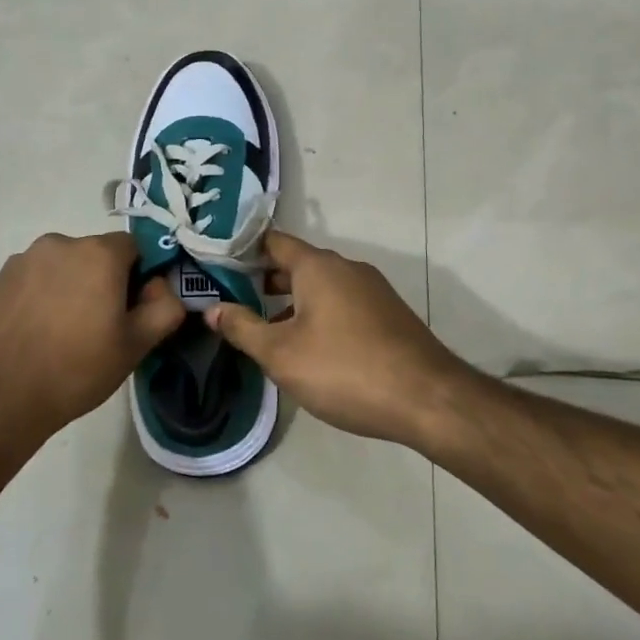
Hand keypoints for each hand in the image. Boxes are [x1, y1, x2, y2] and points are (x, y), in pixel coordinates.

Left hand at [0, 232, 184, 447]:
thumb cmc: (75, 369)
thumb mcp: (136, 346)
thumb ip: (164, 308)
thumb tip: (160, 287)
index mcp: (99, 253)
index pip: (134, 247)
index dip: (139, 277)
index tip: (131, 312)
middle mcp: (61, 243)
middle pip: (97, 255)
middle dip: (104, 281)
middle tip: (99, 328)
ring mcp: (25, 259)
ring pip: (65, 267)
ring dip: (72, 288)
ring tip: (63, 335)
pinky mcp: (0, 279)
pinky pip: (36, 279)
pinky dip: (43, 296)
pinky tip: (37, 334)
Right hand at [205, 231, 464, 443]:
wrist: (426, 398)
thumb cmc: (344, 369)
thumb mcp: (281, 354)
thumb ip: (243, 328)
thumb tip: (212, 309)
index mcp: (318, 266)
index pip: (273, 241)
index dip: (243, 251)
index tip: (218, 266)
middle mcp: (346, 267)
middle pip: (297, 264)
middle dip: (265, 281)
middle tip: (234, 301)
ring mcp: (372, 289)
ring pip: (322, 286)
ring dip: (293, 302)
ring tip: (267, 330)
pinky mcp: (388, 314)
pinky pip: (343, 303)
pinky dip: (320, 314)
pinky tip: (311, 349)